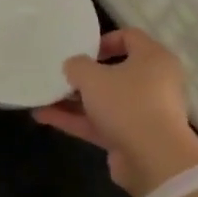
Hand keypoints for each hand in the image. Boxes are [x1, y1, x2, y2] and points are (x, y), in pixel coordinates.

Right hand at [32, 28, 197, 196]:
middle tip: (61, 74)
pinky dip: (76, 120)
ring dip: (74, 100)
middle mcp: (153, 83)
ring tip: (43, 97)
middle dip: (84, 75)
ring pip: (105, 101)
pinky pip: (101, 123)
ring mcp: (143, 113)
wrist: (154, 159)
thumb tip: (73, 66)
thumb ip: (77, 66)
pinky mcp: (132, 138)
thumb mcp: (93, 77)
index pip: (130, 37)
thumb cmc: (127, 103)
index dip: (103, 40)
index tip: (81, 50)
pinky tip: (44, 117)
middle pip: (115, 72)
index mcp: (153, 58)